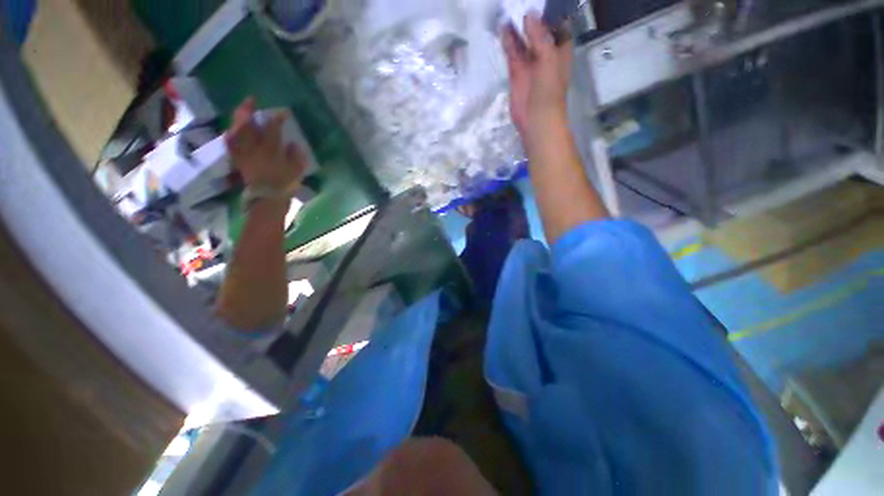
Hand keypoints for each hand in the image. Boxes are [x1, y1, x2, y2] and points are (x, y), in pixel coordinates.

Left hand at [226, 98, 306, 199]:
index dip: (278, 117)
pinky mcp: (238, 160)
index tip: (284, 112)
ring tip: (242, 111)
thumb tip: (291, 143)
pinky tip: (233, 130)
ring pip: (235, 131)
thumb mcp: (297, 170)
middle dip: (248, 110)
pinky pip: (230, 143)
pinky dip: (231, 134)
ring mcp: (243, 153)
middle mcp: (253, 148)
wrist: (268, 199)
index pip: (273, 128)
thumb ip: (295, 155)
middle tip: (252, 100)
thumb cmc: (285, 184)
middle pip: (246, 125)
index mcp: (271, 150)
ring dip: (237, 119)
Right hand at [502, 13, 572, 137]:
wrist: (536, 119)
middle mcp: (545, 53)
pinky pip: (512, 53)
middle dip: (530, 18)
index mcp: (560, 49)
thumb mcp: (548, 58)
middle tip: (519, 2)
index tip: (539, 2)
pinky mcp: (516, 73)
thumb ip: (539, 36)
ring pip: (523, 41)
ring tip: (507, 11)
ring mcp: (530, 63)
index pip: (558, 24)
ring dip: (516, 28)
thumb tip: (529, 14)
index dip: (550, 13)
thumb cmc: (549, 90)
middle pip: (538, 30)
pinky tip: (502, 29)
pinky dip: (507, 42)